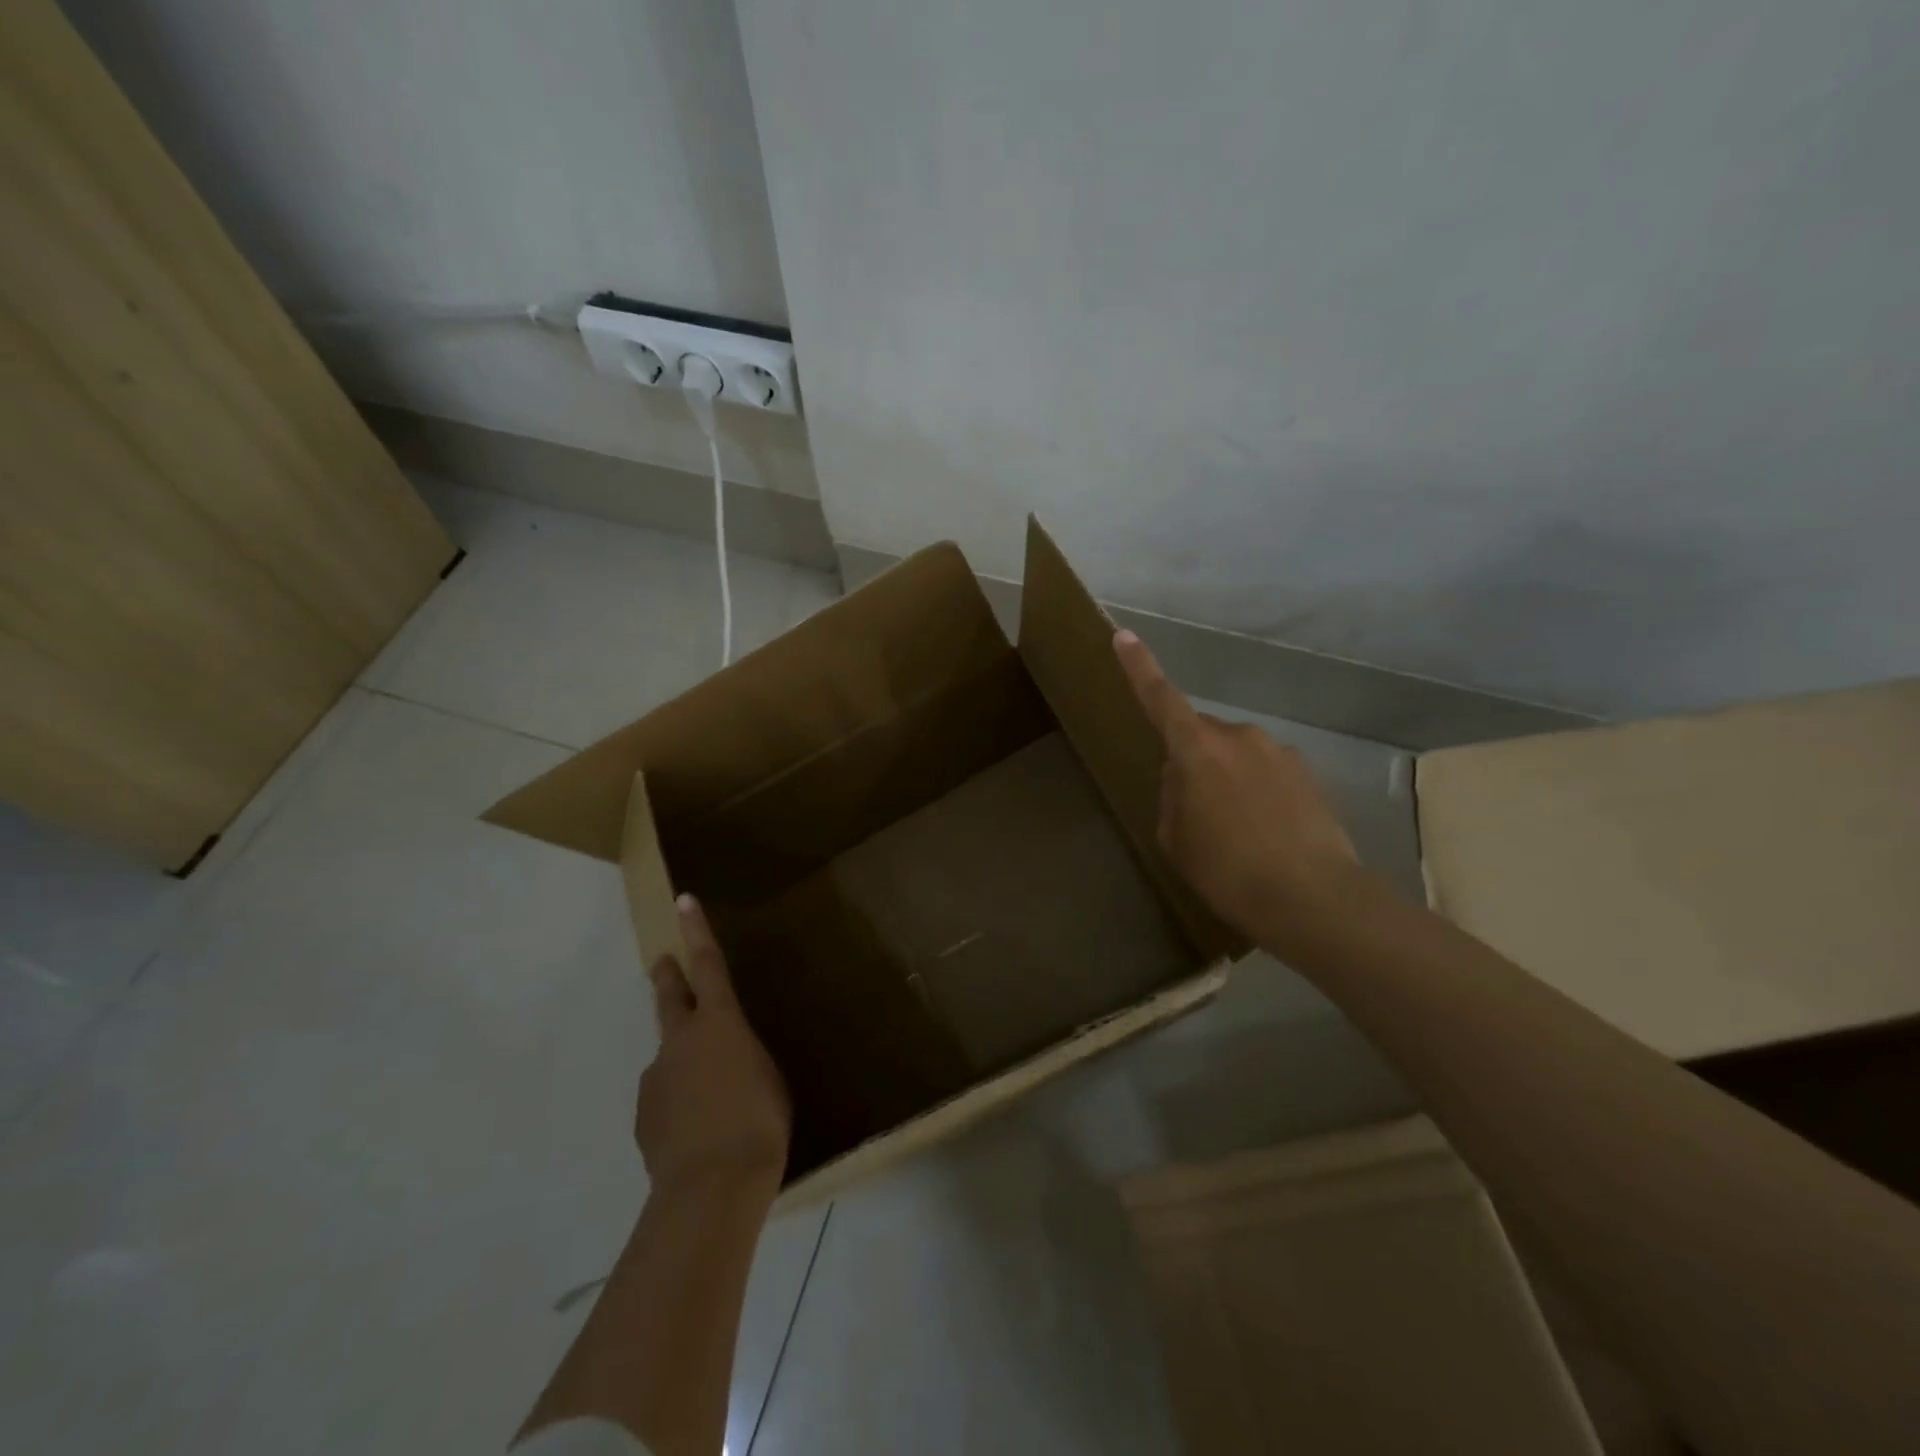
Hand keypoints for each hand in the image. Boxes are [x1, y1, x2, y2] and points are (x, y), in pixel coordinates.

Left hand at [638, 895, 791, 1201]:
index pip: (708, 964)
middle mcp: (681, 1040)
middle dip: (667, 976)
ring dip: (684, 1063)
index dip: (697, 930)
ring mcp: (657, 1078)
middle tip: (661, 963)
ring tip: (710, 1100)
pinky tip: (696, 1133)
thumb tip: (724, 1062)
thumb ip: (744, 1059)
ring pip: (670, 1057)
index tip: (684, 900)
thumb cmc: (759, 1123)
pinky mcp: (644, 1115)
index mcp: (720, 1023)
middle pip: (670, 997)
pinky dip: (679, 1103)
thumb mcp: (769, 1079)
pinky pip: (665, 1098)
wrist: (710, 1188)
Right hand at [1113, 629, 1359, 941]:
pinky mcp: (1307, 773)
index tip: (1123, 635)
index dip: (1139, 667)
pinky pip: (1266, 773)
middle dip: (1192, 760)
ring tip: (1235, 833)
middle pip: (1201, 736)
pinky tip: (1266, 834)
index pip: (1159, 698)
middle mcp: (1238, 737)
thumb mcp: (1176, 839)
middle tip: (1195, 812)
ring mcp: (1278, 752)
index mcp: (1196, 749)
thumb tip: (1184, 776)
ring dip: (1227, 780)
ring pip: (1235, 756)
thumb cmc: (1227, 870)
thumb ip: (1172, 796)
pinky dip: (1258, 794)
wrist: (1313, 899)